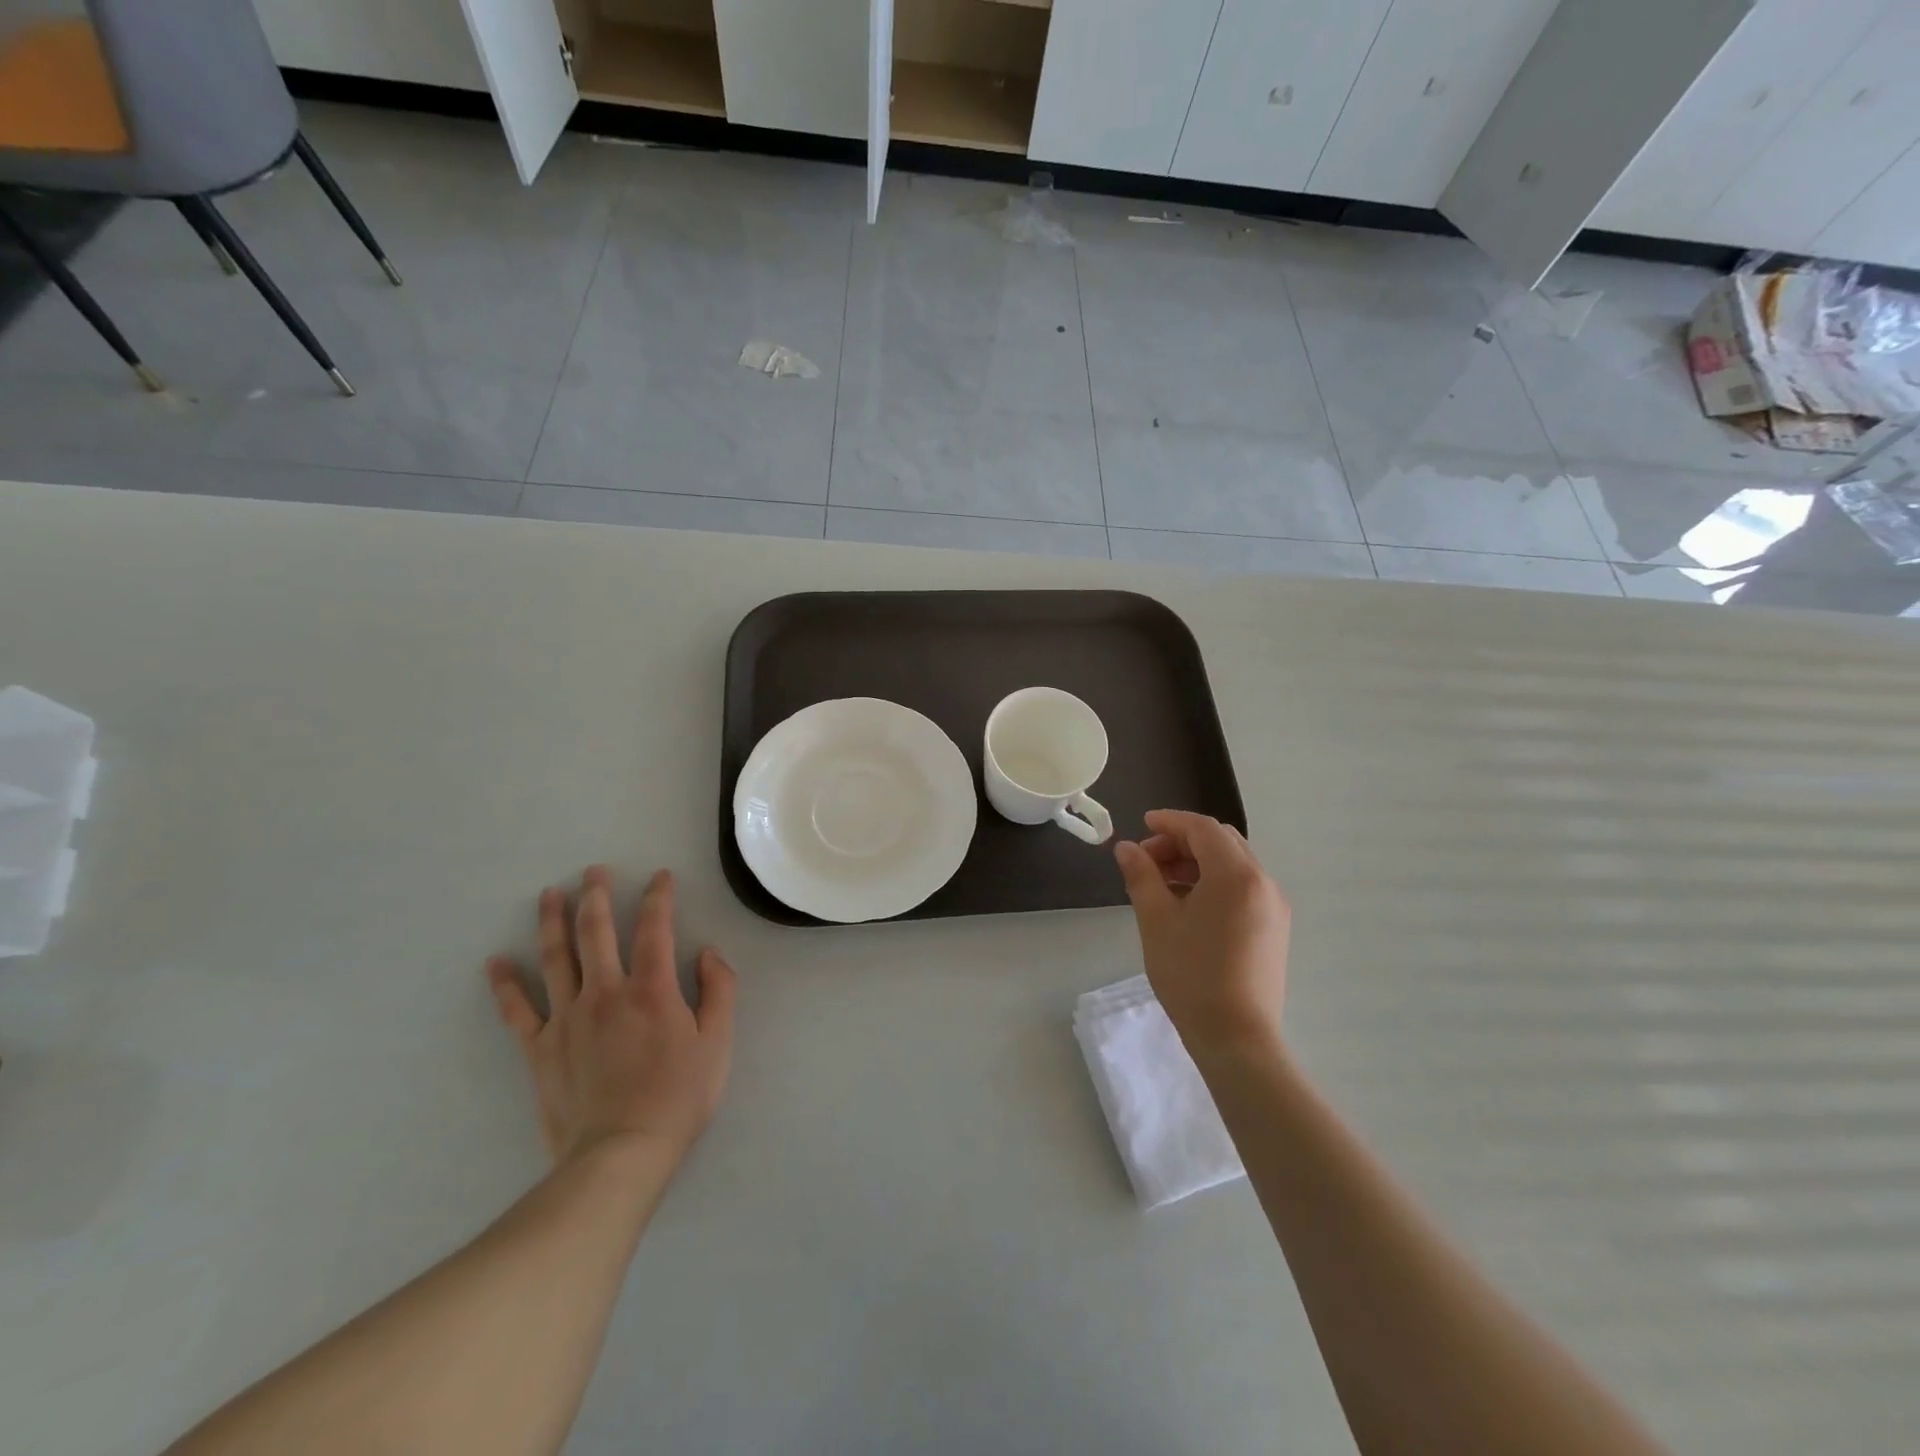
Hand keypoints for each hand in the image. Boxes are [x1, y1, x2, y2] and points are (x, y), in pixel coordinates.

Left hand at [486, 867, 736, 1169]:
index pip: (655, 929)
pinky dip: (505, 985)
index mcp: (652, 989)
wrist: (620, 1154)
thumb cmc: (678, 1097)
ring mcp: (567, 1019)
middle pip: (596, 932)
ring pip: (555, 959)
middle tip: (593, 871)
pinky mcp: (540, 1049)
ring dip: (552, 922)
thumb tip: (708, 953)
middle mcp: (606, 992)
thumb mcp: (718, 1043)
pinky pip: (518, 1011)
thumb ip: (719, 990)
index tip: (660, 876)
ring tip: (549, 894)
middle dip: (596, 896)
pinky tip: (496, 962)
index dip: (658, 898)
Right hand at [1114, 811, 1290, 1057]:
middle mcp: (1263, 882)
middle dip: (1182, 842)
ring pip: (1233, 865)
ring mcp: (1274, 907)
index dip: (1170, 822)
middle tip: (1147, 859)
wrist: (1237, 1038)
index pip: (1202, 828)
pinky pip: (1243, 888)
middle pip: (1221, 842)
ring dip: (1197, 862)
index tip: (1142, 826)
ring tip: (1161, 883)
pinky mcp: (1275, 929)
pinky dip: (1214, 883)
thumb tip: (1126, 848)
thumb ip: (1141, 876)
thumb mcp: (1157, 921)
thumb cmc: (1191, 975)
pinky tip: (1187, 905)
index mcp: (1236, 875)